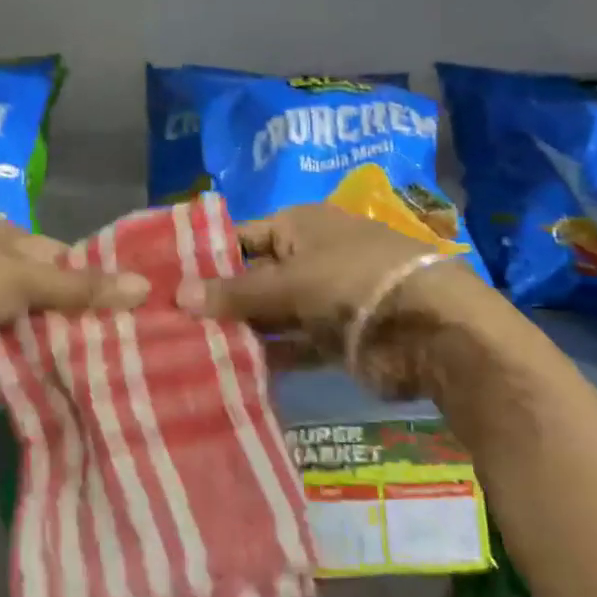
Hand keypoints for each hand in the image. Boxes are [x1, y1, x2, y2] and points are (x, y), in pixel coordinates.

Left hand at [0, 222, 148, 384]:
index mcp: (10, 242)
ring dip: (63, 348)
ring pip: (36, 332)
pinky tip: (77, 386)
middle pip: (53, 298)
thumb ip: (80, 288)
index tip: (139, 303)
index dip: (98, 278)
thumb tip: (144, 286)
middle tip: (137, 342)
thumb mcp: (24, 278)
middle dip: (85, 319)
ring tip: (118, 368)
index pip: (66, 258)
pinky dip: (38, 371)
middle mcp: (0, 275)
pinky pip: (16, 361)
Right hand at [177, 204, 498, 382]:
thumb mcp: (289, 280)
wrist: (430, 329)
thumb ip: (236, 292)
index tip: (166, 283)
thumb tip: (179, 296)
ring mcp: (323, 299)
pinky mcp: (334, 338)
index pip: (241, 236)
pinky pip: (292, 345)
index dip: (206, 258)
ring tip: (189, 353)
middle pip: (254, 277)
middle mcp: (309, 256)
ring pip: (271, 314)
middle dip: (219, 301)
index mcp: (299, 225)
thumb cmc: (352, 282)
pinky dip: (268, 357)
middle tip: (169, 326)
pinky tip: (230, 371)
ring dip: (240, 332)